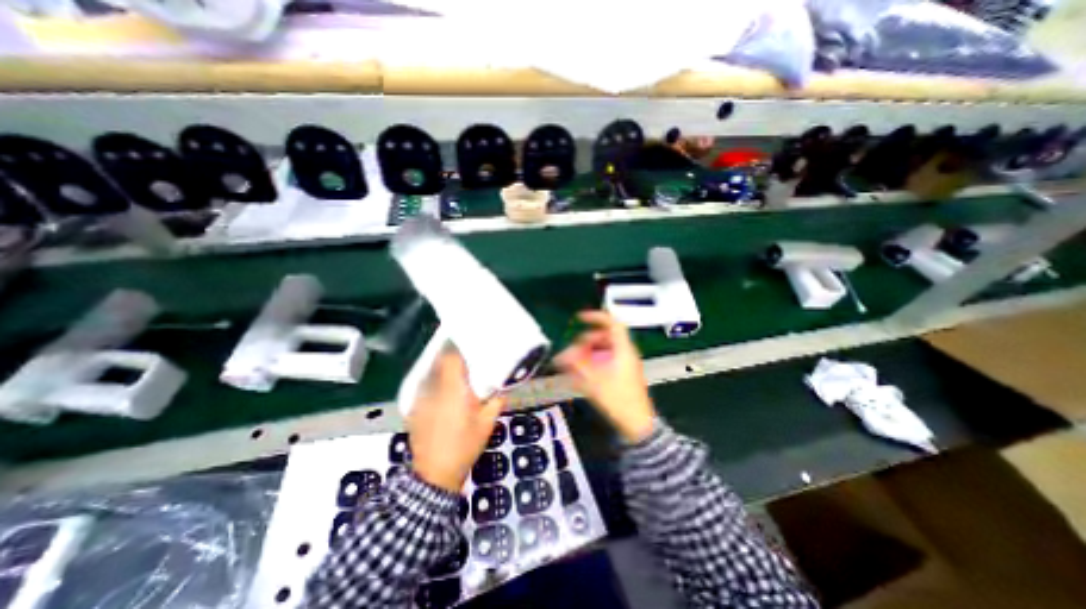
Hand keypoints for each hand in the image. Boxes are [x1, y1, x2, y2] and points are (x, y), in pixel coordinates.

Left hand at [411, 345, 506, 491]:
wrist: (435, 474)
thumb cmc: (465, 446)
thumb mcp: (487, 423)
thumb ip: (497, 401)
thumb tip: (504, 386)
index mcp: (454, 390)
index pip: (451, 359)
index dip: (459, 347)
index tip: (469, 342)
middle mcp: (434, 389)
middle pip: (440, 362)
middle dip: (452, 354)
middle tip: (467, 353)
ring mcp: (421, 399)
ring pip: (431, 372)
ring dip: (443, 367)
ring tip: (457, 367)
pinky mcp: (415, 408)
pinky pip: (425, 386)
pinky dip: (435, 381)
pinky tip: (444, 388)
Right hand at [559, 311, 651, 440]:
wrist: (637, 423)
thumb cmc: (619, 401)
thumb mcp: (595, 382)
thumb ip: (578, 366)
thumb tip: (563, 355)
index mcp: (623, 350)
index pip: (612, 324)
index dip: (596, 317)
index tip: (580, 318)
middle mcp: (624, 353)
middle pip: (603, 337)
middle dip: (584, 342)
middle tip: (571, 352)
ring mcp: (624, 363)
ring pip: (602, 349)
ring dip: (586, 352)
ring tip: (573, 363)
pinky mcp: (621, 373)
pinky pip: (604, 360)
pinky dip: (592, 362)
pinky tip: (581, 372)